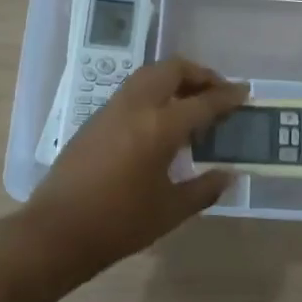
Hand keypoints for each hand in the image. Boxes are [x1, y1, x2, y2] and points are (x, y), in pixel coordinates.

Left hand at [23, 57, 246, 279]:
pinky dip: (153, 91)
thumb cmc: (119, 224)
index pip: (202, 102)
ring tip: (191, 100)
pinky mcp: (95, 119)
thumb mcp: (170, 210)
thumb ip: (204, 188)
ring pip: (148, 75)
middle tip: (217, 91)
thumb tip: (229, 174)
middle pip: (171, 70)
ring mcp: (111, 109)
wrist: (57, 231)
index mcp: (160, 127)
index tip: (245, 92)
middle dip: (199, 74)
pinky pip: (132, 91)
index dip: (227, 96)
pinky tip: (160, 119)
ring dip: (173, 78)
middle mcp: (136, 107)